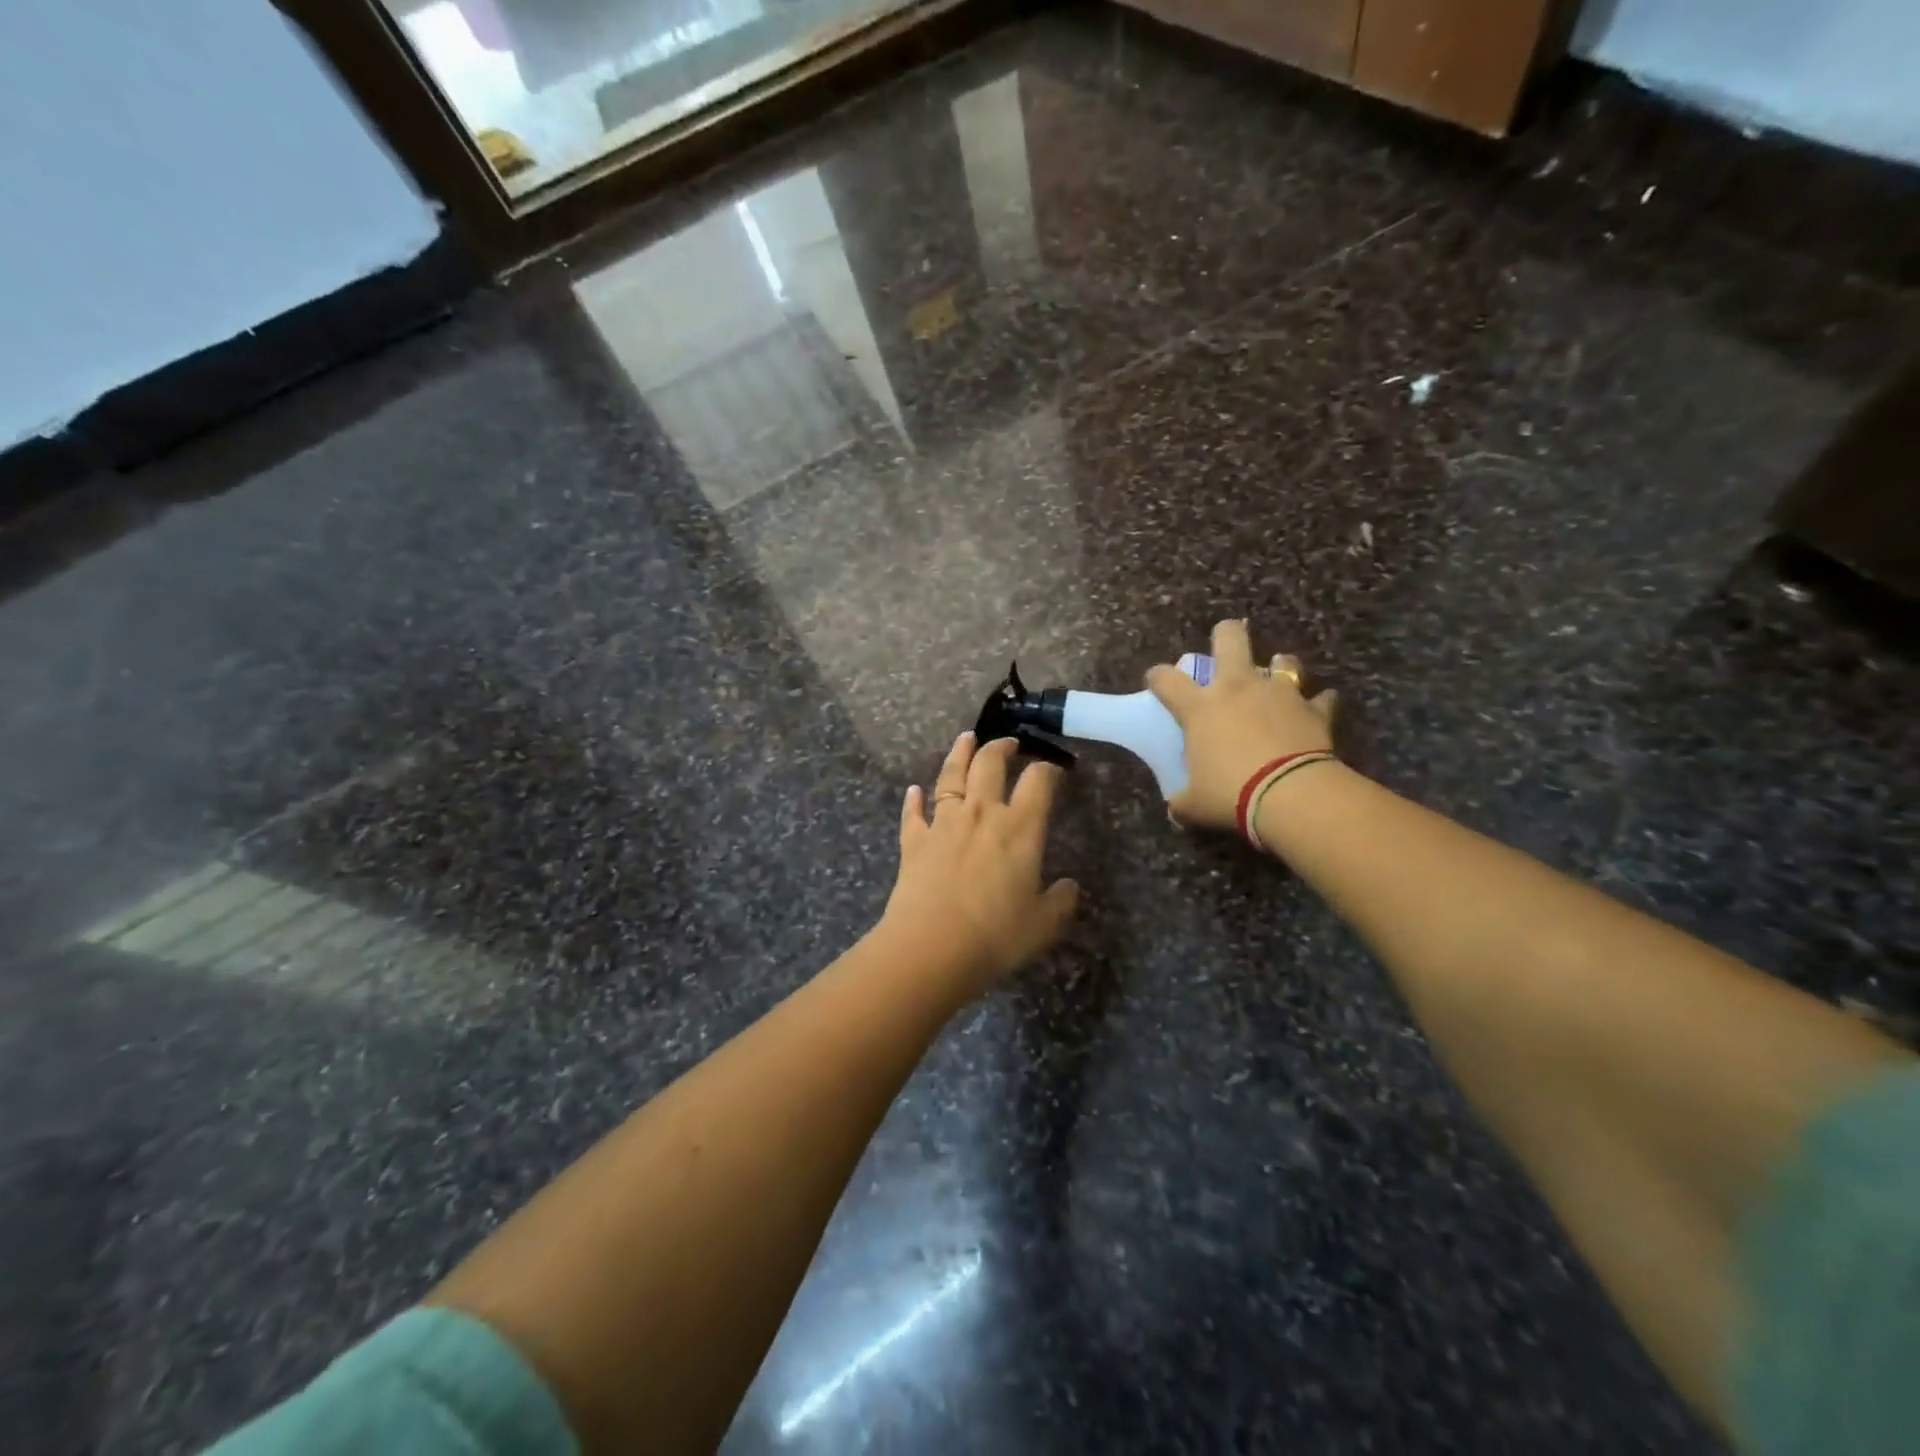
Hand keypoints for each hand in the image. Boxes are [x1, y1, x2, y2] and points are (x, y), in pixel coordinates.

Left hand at [882, 732, 1079, 996]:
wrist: (932, 946)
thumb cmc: (996, 934)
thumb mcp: (1043, 924)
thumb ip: (1061, 901)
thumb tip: (1070, 886)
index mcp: (1020, 828)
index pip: (1038, 782)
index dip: (1048, 770)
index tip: (1053, 770)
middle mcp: (981, 813)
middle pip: (989, 764)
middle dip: (1001, 747)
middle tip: (1008, 743)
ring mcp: (943, 823)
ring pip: (950, 776)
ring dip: (958, 754)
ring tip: (965, 739)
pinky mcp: (914, 841)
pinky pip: (914, 812)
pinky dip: (914, 799)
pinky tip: (914, 791)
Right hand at [1145, 618, 1338, 832]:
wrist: (1292, 795)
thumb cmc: (1232, 794)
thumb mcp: (1195, 804)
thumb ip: (1183, 802)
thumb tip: (1176, 809)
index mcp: (1200, 708)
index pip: (1166, 679)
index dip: (1157, 676)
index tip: (1156, 681)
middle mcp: (1237, 688)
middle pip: (1230, 639)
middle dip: (1226, 634)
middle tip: (1225, 639)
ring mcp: (1279, 694)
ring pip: (1283, 661)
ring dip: (1279, 666)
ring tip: (1277, 675)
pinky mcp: (1313, 709)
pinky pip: (1320, 699)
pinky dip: (1317, 703)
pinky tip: (1317, 709)